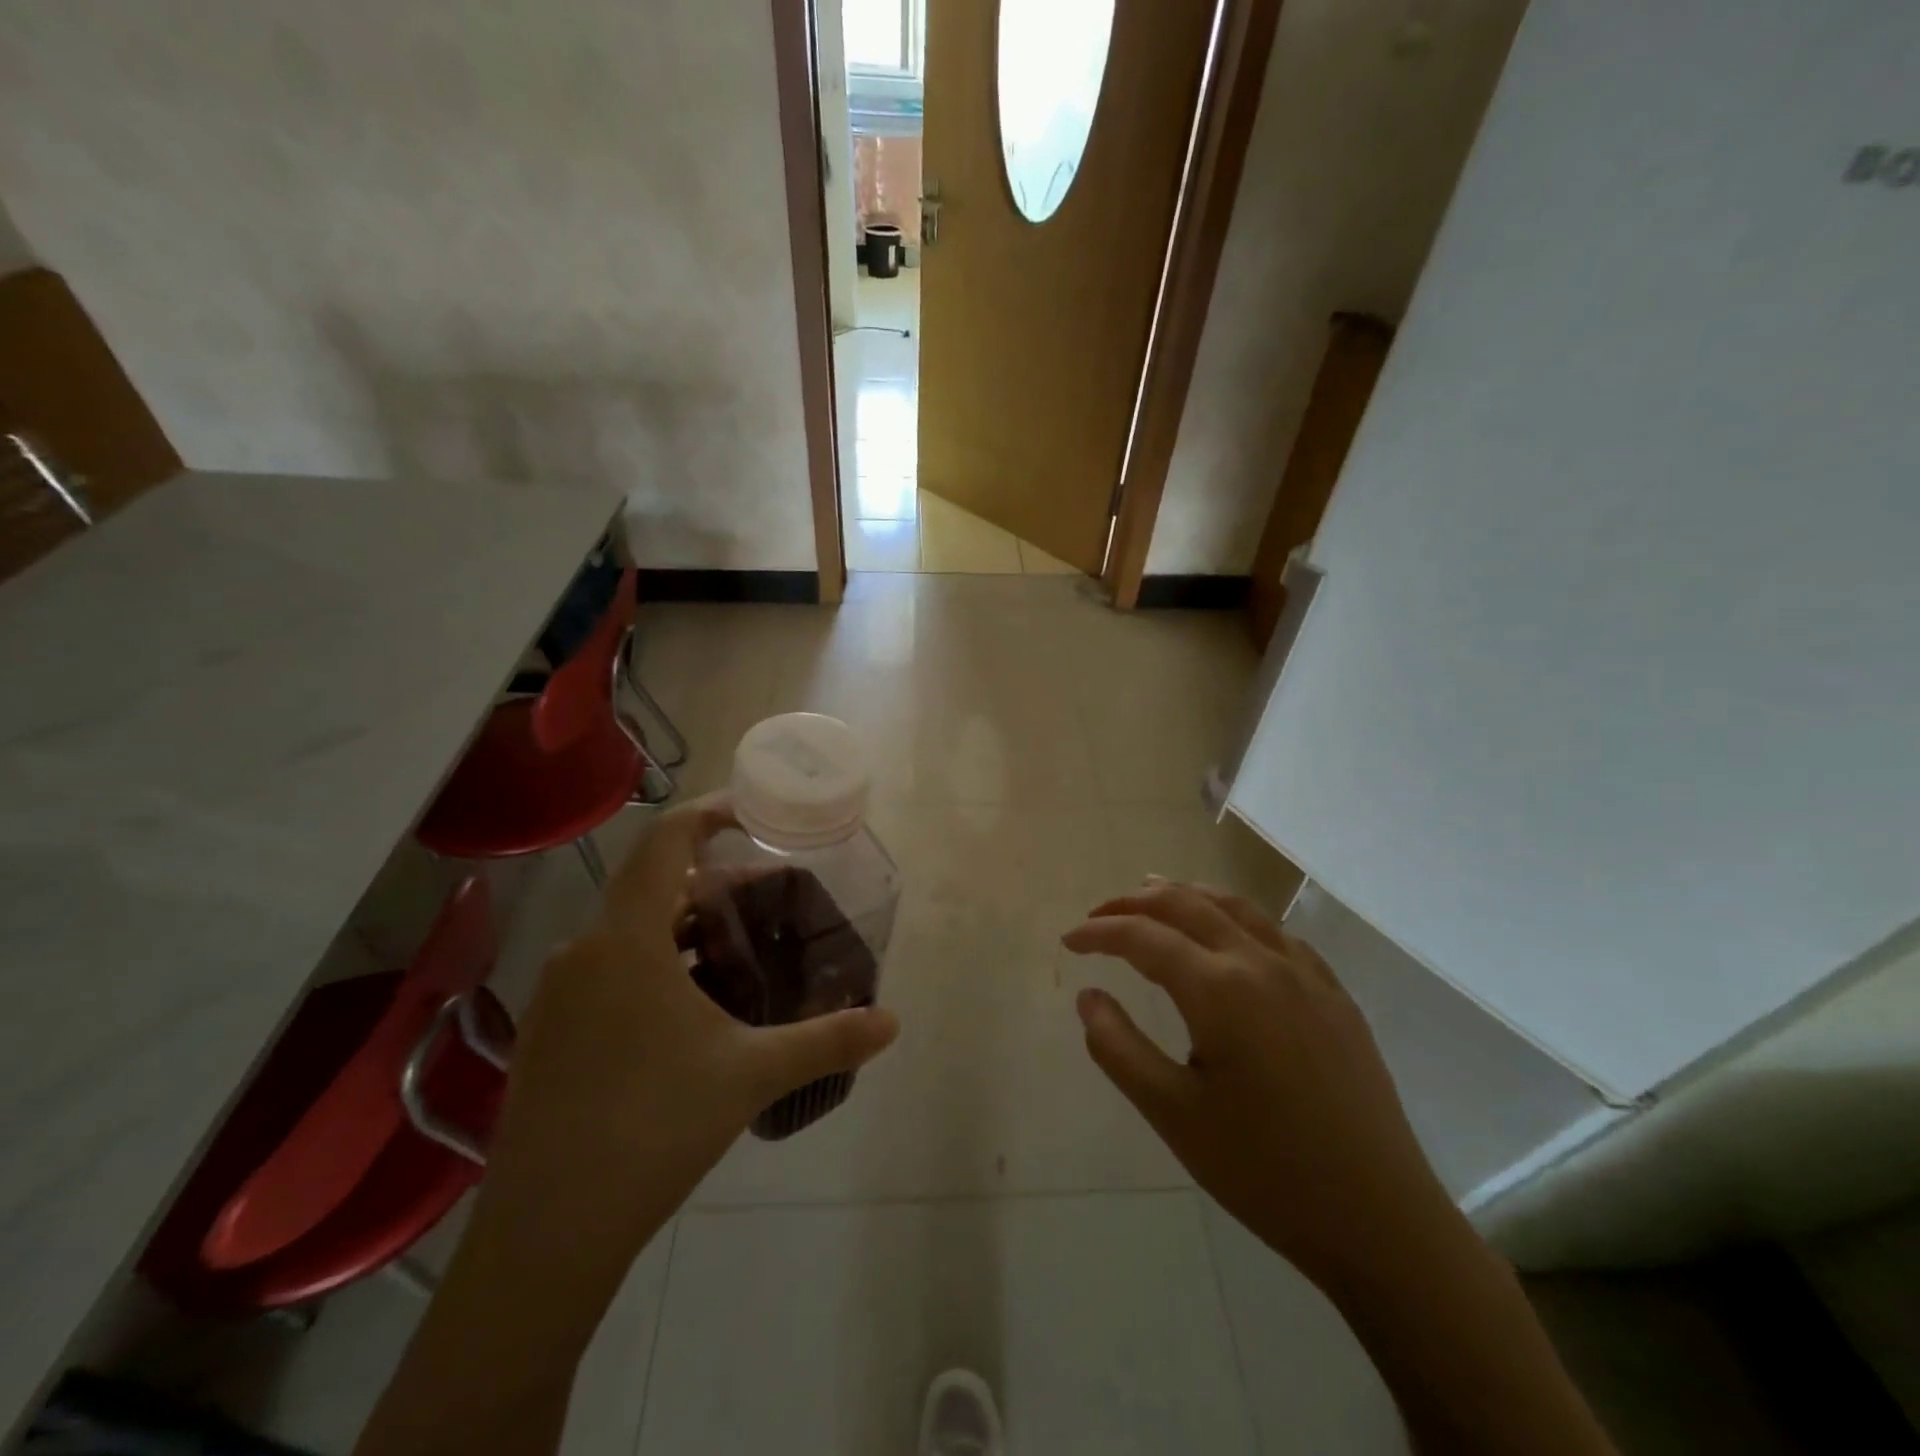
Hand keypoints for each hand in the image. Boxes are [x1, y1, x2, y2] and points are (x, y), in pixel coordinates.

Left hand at [466, 797, 900, 1314]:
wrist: (547, 1233)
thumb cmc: (654, 1128)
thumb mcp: (752, 1075)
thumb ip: (827, 1039)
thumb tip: (891, 1023)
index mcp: (627, 939)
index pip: (665, 842)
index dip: (708, 815)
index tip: (752, 815)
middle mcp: (584, 951)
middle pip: (654, 885)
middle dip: (714, 881)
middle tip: (769, 897)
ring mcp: (559, 993)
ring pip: (631, 930)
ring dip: (686, 925)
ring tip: (740, 948)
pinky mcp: (549, 1031)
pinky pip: (610, 968)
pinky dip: (656, 962)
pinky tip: (693, 1006)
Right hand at [1062, 880, 1460, 1293]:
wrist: (1379, 1219)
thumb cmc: (1264, 1171)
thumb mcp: (1173, 1115)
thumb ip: (1119, 1048)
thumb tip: (1087, 996)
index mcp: (1219, 990)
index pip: (1144, 938)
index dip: (1099, 932)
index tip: (1068, 941)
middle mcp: (1261, 964)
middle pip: (1187, 905)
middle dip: (1135, 903)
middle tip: (1099, 914)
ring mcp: (1305, 975)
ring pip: (1236, 907)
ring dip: (1187, 895)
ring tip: (1154, 895)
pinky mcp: (1334, 995)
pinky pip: (1276, 933)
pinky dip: (1236, 917)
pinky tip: (1229, 935)